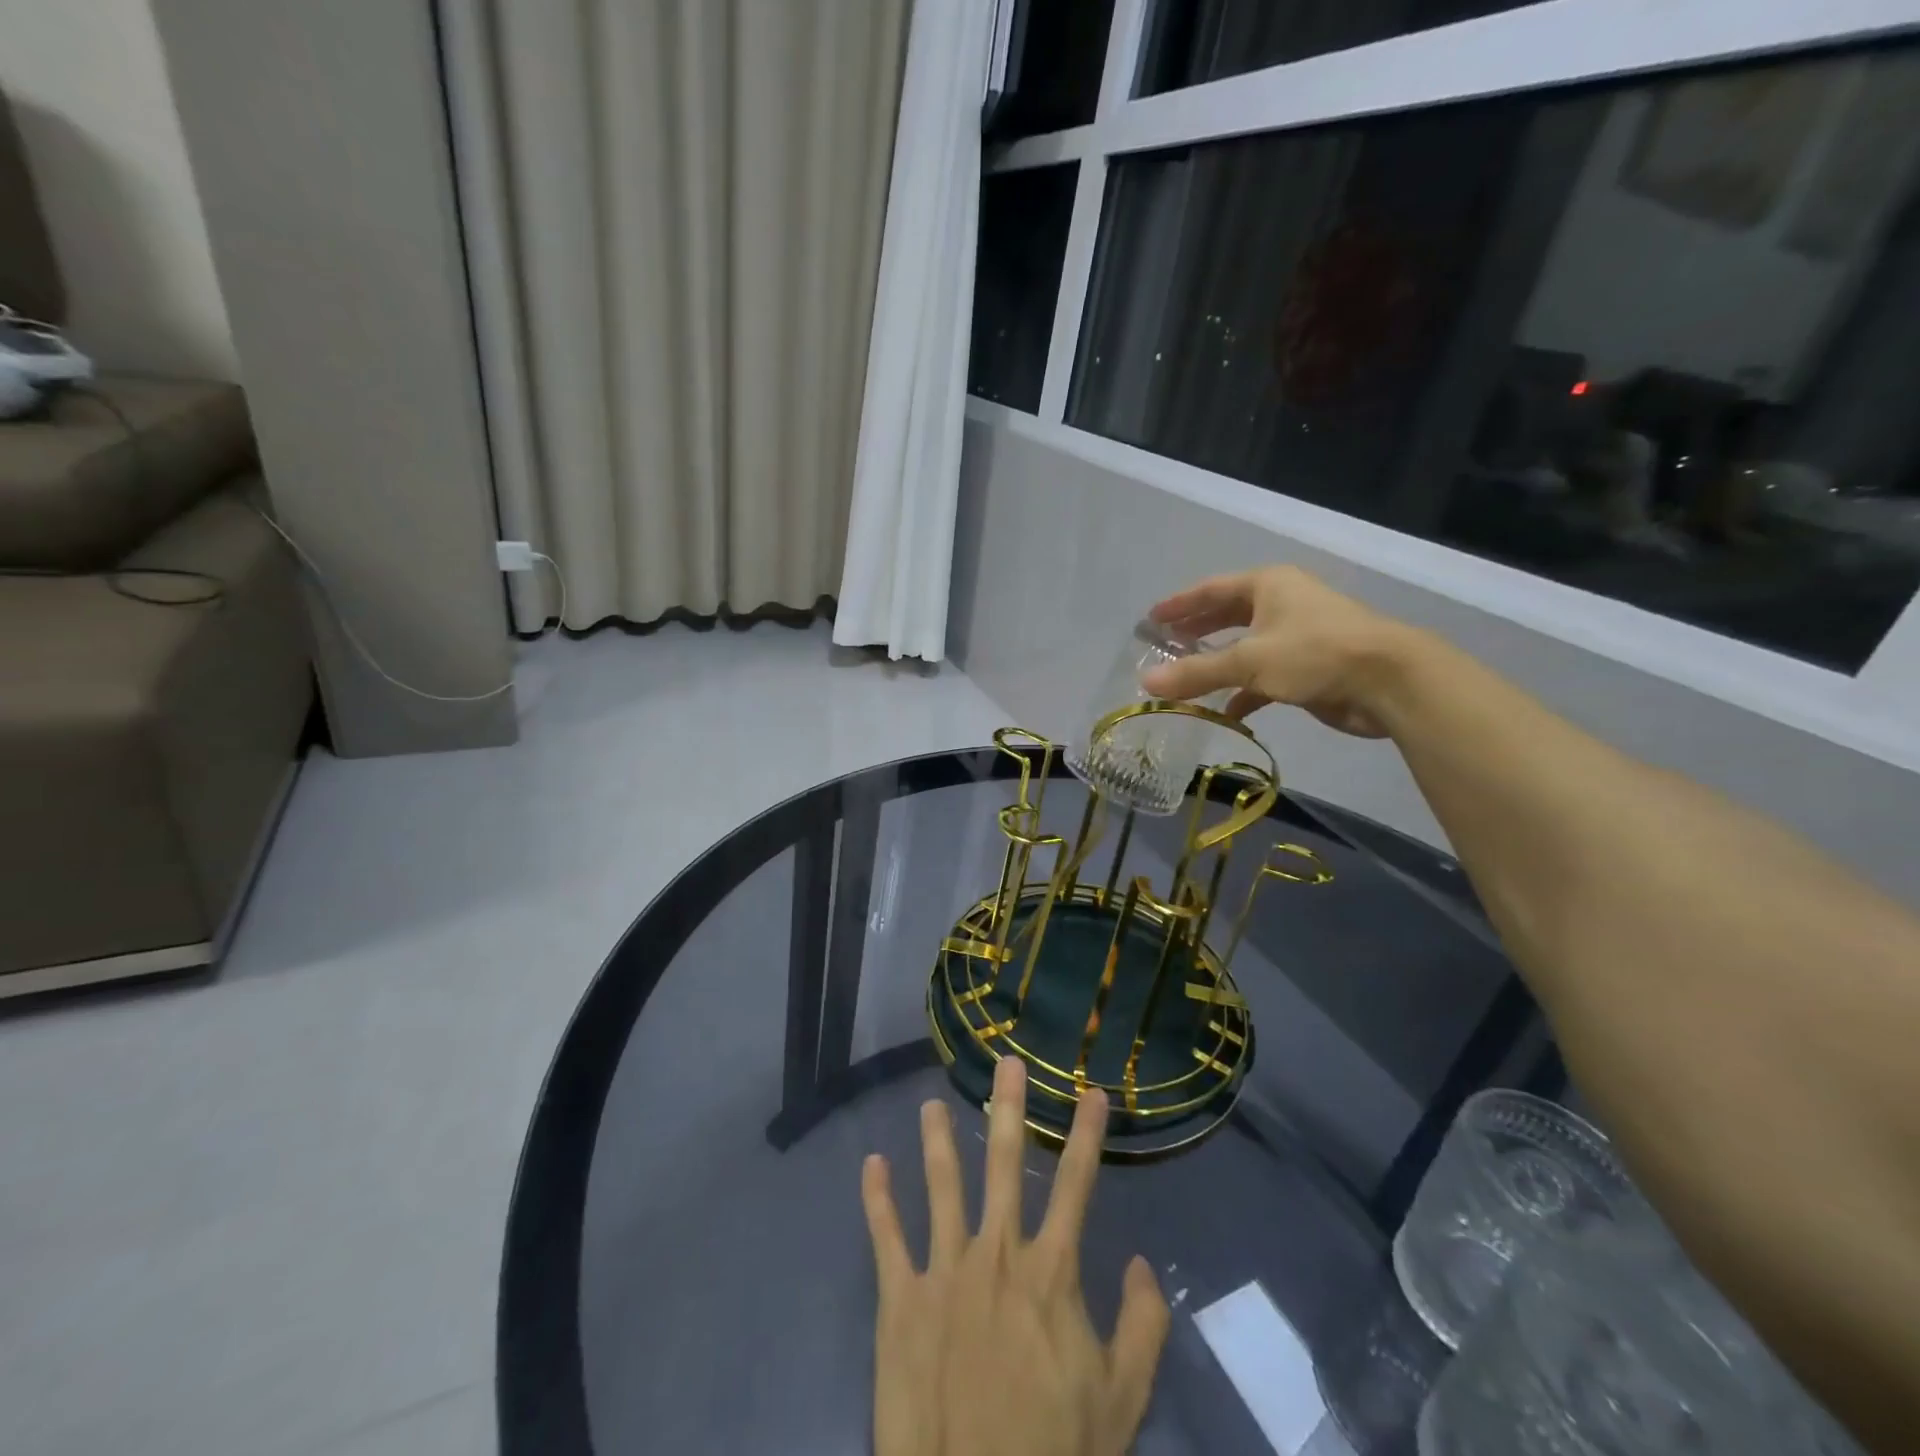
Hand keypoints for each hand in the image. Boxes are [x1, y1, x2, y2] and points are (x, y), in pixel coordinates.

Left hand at [861, 1056, 1169, 1455]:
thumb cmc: (1055, 1450)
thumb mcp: (1122, 1399)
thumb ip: (1142, 1327)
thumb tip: (1140, 1263)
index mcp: (1050, 1270)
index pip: (1076, 1184)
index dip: (1087, 1134)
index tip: (1093, 1092)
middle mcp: (996, 1252)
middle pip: (1003, 1163)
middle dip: (1008, 1108)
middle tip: (1006, 1063)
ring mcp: (944, 1269)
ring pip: (941, 1185)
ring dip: (937, 1140)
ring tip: (930, 1103)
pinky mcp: (901, 1298)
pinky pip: (885, 1238)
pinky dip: (877, 1199)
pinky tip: (871, 1164)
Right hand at [1141, 565, 1409, 737]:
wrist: (1388, 681)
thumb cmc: (1314, 653)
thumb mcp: (1249, 660)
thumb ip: (1197, 672)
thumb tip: (1146, 682)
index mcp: (1267, 586)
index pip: (1211, 589)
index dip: (1180, 603)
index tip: (1151, 618)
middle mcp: (1281, 604)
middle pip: (1228, 616)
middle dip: (1197, 632)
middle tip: (1164, 646)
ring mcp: (1297, 636)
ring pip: (1245, 648)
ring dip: (1217, 664)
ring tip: (1184, 679)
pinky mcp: (1308, 668)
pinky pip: (1264, 676)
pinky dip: (1243, 692)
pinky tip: (1225, 711)